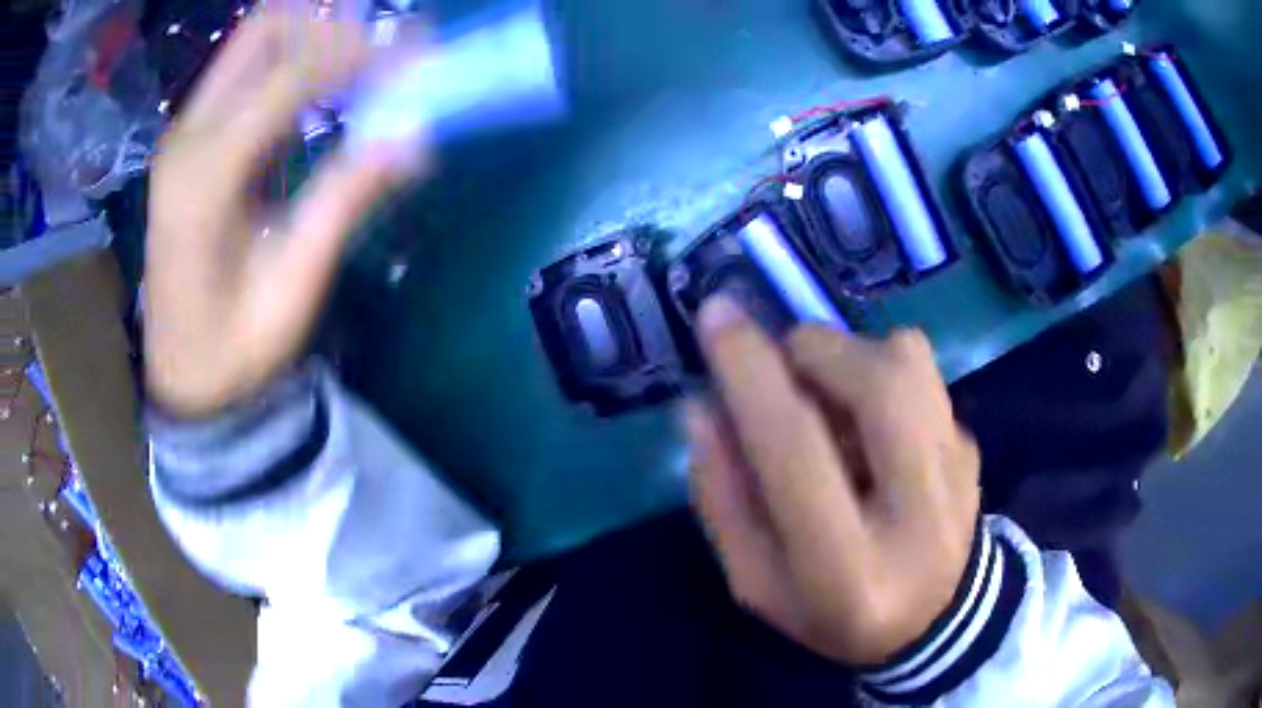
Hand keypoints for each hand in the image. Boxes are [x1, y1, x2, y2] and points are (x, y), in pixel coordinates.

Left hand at [145, 9, 426, 417]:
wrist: (183, 380)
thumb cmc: (233, 349)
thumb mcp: (292, 286)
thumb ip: (344, 201)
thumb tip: (414, 137)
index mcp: (205, 176)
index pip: (293, 74)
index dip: (364, 57)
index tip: (421, 62)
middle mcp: (187, 137)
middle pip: (264, 30)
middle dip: (331, 26)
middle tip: (385, 54)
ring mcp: (184, 135)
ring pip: (254, 43)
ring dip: (313, 39)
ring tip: (363, 66)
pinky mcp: (190, 143)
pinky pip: (245, 73)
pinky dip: (293, 64)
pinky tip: (325, 90)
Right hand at [685, 297, 980, 666]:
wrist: (934, 618)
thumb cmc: (830, 610)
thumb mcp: (756, 581)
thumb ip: (724, 498)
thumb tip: (702, 404)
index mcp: (848, 570)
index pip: (797, 451)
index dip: (751, 374)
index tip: (715, 315)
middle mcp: (920, 515)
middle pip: (880, 383)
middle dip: (816, 351)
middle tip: (787, 372)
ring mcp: (960, 472)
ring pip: (909, 358)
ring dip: (851, 357)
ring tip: (833, 405)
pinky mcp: (973, 444)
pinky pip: (923, 370)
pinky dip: (881, 372)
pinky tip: (872, 423)